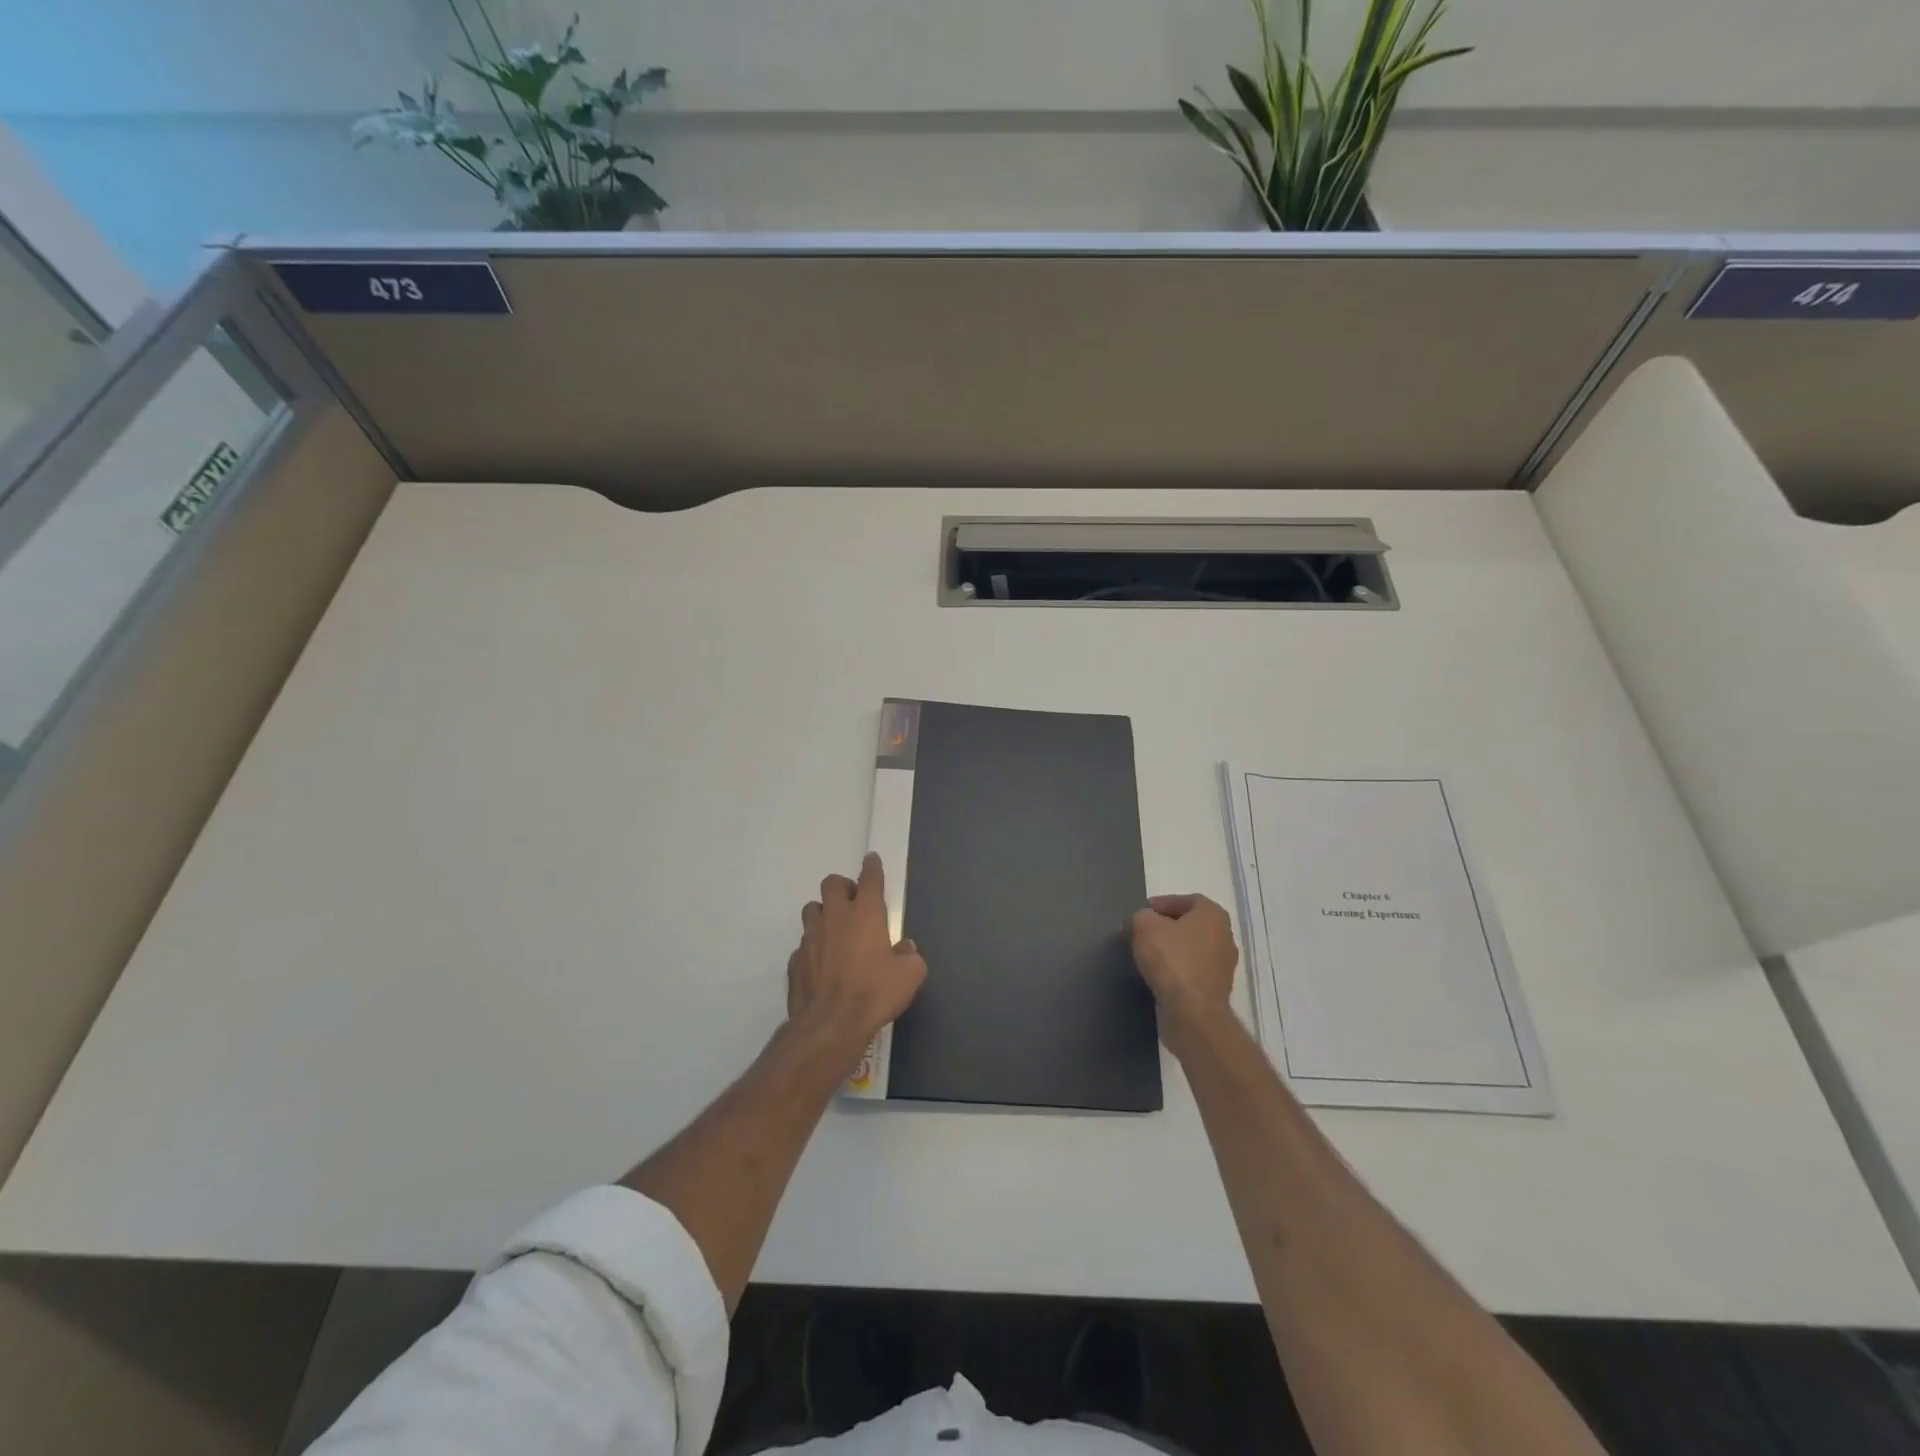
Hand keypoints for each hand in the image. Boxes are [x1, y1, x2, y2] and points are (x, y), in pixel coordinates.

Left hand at [787, 853, 927, 1056]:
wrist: (830, 1024)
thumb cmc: (874, 993)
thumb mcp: (909, 975)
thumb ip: (909, 956)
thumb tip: (904, 948)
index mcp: (865, 913)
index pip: (869, 878)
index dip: (872, 867)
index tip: (871, 860)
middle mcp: (835, 917)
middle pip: (831, 883)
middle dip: (842, 887)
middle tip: (853, 903)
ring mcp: (810, 938)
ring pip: (812, 910)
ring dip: (823, 913)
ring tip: (835, 930)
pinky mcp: (795, 961)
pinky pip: (804, 944)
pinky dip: (814, 948)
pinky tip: (822, 964)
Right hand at [1130, 894, 1238, 1051]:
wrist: (1192, 1011)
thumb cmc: (1171, 959)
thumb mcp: (1144, 926)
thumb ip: (1141, 916)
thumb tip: (1143, 921)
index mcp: (1213, 914)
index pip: (1186, 900)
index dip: (1163, 904)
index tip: (1143, 913)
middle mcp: (1225, 936)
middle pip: (1191, 925)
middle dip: (1167, 927)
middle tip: (1143, 933)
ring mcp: (1224, 965)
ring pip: (1193, 949)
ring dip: (1172, 950)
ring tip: (1148, 955)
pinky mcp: (1217, 989)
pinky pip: (1193, 971)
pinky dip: (1178, 970)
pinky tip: (1159, 975)